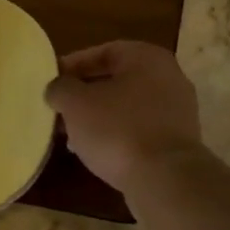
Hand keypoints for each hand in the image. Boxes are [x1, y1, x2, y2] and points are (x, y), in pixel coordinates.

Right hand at [44, 41, 202, 192]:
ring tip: (71, 134)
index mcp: (147, 58)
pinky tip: (95, 152)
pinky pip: (139, 129)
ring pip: (127, 107)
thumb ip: (60, 88)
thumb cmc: (118, 129)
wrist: (164, 178)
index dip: (74, 64)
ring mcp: (177, 111)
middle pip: (117, 80)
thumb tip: (57, 88)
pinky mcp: (177, 141)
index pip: (104, 51)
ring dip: (98, 117)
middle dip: (84, 95)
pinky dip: (116, 135)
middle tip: (59, 109)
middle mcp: (168, 77)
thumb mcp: (76, 103)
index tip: (52, 81)